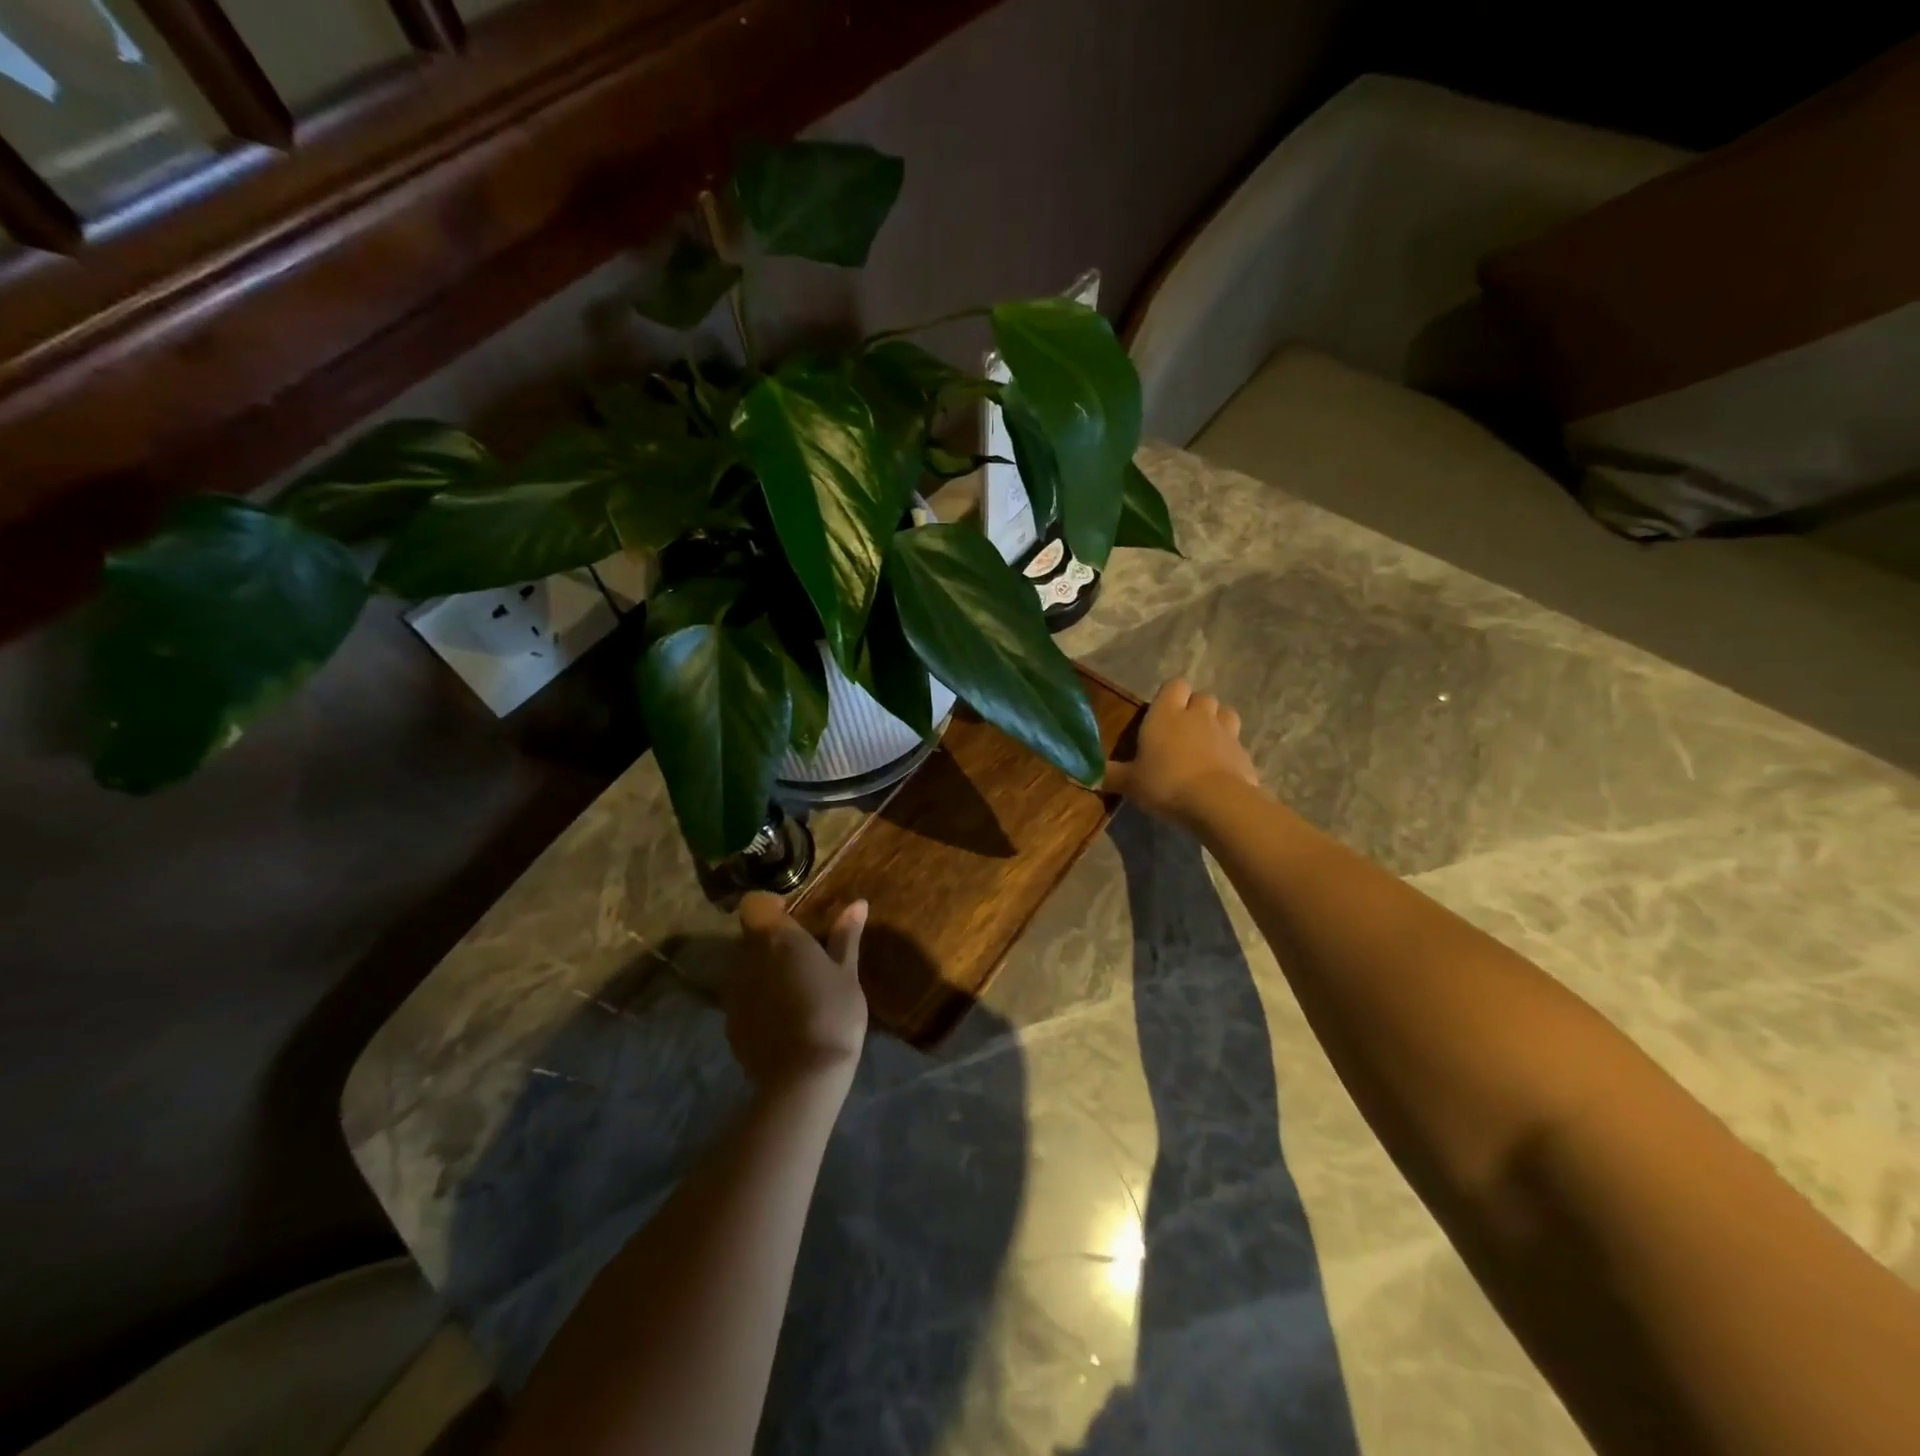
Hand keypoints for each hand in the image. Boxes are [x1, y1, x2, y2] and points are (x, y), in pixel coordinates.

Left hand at [727, 893, 869, 1093]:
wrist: (803, 1078)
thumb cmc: (833, 1014)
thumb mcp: (847, 973)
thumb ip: (846, 935)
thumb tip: (858, 903)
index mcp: (776, 938)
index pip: (755, 903)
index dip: (772, 906)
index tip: (795, 919)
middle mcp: (746, 958)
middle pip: (751, 936)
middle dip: (773, 942)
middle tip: (805, 958)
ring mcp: (734, 992)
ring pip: (746, 967)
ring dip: (764, 971)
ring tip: (795, 991)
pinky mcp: (730, 1024)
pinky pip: (743, 998)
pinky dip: (759, 1000)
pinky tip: (784, 1019)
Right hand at [1104, 678, 1259, 826]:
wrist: (1216, 802)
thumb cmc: (1165, 783)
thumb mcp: (1130, 783)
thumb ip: (1109, 775)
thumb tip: (1082, 775)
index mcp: (1166, 714)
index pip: (1174, 685)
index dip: (1170, 695)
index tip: (1161, 713)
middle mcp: (1197, 715)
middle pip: (1202, 697)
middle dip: (1194, 708)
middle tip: (1181, 730)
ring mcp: (1225, 732)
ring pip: (1225, 713)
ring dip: (1216, 722)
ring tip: (1205, 743)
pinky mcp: (1244, 753)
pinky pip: (1236, 743)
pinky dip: (1229, 751)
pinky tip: (1219, 769)